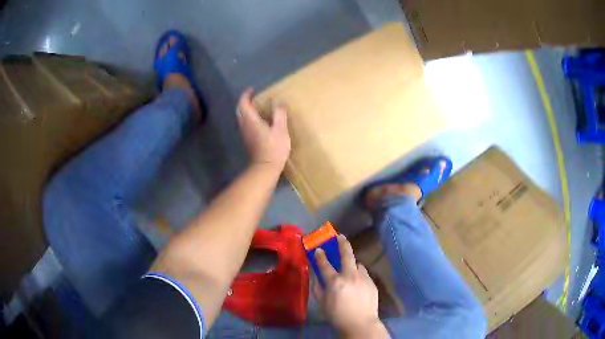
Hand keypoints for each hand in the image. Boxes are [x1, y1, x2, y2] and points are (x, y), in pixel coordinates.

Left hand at [237, 88, 290, 170]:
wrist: (265, 167)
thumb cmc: (274, 148)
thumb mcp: (280, 129)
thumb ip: (279, 113)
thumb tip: (278, 101)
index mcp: (251, 120)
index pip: (243, 103)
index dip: (246, 95)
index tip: (252, 89)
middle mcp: (244, 125)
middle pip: (239, 110)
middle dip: (244, 101)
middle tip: (253, 97)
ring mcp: (244, 134)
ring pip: (241, 117)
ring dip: (246, 110)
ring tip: (256, 107)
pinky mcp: (247, 140)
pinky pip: (245, 124)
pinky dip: (249, 118)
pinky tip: (258, 120)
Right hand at [314, 235, 389, 338]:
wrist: (361, 323)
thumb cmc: (338, 316)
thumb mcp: (322, 304)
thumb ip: (318, 290)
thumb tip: (317, 279)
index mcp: (335, 282)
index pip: (325, 265)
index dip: (320, 256)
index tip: (319, 249)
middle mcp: (350, 276)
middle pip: (347, 254)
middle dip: (343, 243)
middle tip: (341, 236)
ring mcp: (363, 278)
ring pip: (358, 264)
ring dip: (353, 265)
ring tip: (351, 270)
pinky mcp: (372, 283)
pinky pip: (364, 274)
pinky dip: (360, 275)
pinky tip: (358, 284)